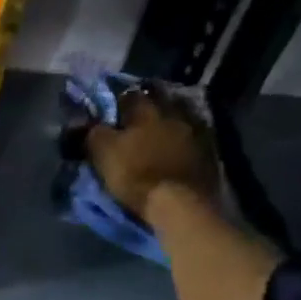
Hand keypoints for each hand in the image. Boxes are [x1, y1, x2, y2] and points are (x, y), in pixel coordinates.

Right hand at [86, 85, 217, 221]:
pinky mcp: (209, 152)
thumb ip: (95, 131)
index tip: (113, 109)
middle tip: (138, 118)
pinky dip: (184, 140)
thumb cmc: (135, 173)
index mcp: (146, 111)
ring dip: (169, 122)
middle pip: (160, 102)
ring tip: (159, 132)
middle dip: (149, 107)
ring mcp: (195, 132)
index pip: (130, 95)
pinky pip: (193, 137)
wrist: (177, 203)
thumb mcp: (102, 151)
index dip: (120, 100)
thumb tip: (91, 122)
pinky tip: (177, 148)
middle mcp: (173, 114)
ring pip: (179, 118)